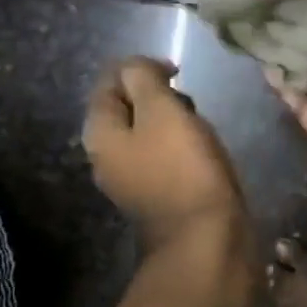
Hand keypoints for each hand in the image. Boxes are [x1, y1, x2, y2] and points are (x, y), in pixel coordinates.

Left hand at [83, 58, 247, 249]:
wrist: (206, 238)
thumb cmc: (184, 168)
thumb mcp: (162, 111)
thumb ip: (144, 79)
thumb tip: (136, 68)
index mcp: (100, 134)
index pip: (109, 81)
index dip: (140, 67)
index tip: (176, 72)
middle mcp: (107, 156)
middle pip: (127, 106)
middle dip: (158, 94)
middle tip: (188, 101)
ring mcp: (131, 178)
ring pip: (147, 130)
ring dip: (172, 119)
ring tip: (198, 125)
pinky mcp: (157, 193)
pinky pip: (163, 154)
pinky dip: (180, 144)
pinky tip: (201, 150)